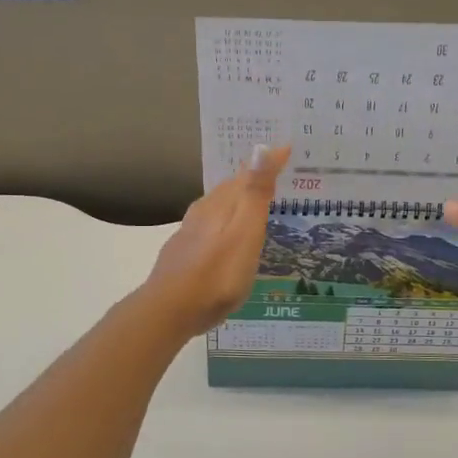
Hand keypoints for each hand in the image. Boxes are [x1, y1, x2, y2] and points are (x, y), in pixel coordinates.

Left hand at [140, 145, 289, 338]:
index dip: (268, 161)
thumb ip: (254, 193)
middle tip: (276, 175)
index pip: (247, 173)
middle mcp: (203, 212)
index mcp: (221, 204)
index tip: (287, 149)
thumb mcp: (244, 233)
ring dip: (237, 202)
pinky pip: (209, 229)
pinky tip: (227, 239)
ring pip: (217, 208)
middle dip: (252, 179)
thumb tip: (263, 147)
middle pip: (230, 189)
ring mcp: (190, 234)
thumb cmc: (217, 274)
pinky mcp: (184, 255)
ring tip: (255, 205)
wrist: (169, 310)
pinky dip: (224, 224)